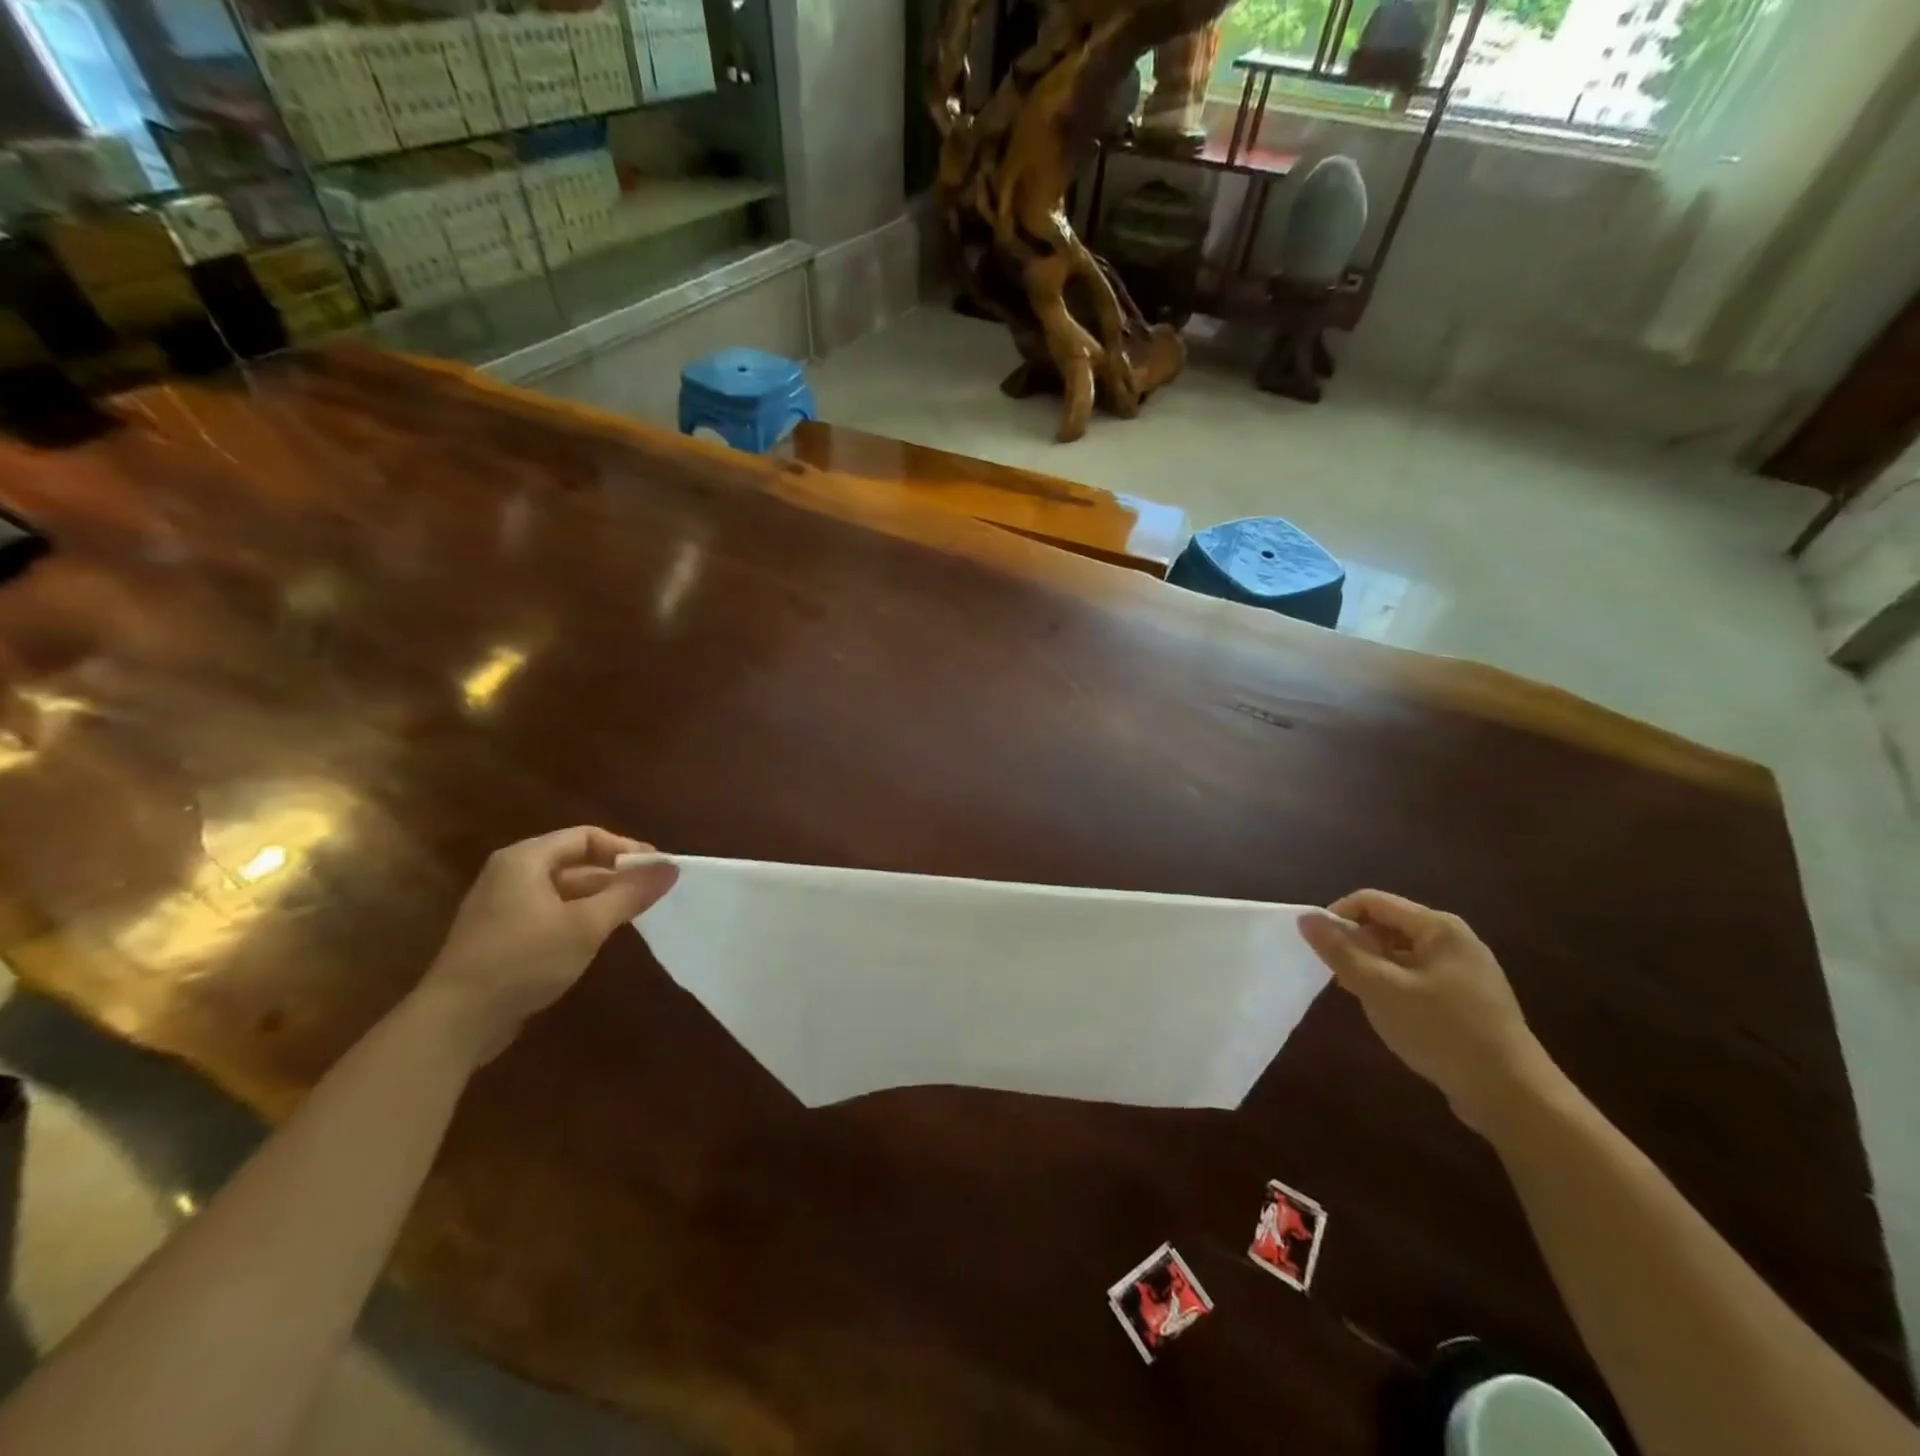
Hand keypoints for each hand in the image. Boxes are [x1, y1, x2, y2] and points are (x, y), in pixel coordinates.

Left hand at [416, 827, 678, 1063]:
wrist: (455, 1022)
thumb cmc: (524, 960)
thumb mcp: (587, 925)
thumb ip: (630, 894)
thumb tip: (671, 868)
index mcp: (525, 860)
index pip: (586, 837)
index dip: (625, 849)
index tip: (656, 870)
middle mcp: (510, 874)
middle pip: (574, 861)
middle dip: (615, 875)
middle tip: (651, 893)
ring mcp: (501, 906)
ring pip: (563, 890)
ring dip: (599, 898)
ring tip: (633, 916)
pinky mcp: (500, 936)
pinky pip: (549, 913)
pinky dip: (577, 917)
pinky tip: (597, 939)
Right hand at [1298, 890, 1561, 1135]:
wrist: (1513, 1096)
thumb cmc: (1442, 1031)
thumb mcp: (1380, 989)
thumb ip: (1340, 952)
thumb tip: (1306, 918)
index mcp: (1437, 927)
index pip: (1371, 902)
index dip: (1337, 917)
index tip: (1318, 948)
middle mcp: (1453, 940)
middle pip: (1386, 926)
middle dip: (1356, 947)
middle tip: (1340, 979)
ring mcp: (1464, 971)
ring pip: (1400, 955)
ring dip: (1373, 970)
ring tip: (1363, 999)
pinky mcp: (1468, 1000)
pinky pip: (1417, 978)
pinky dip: (1394, 988)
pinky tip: (1391, 1016)